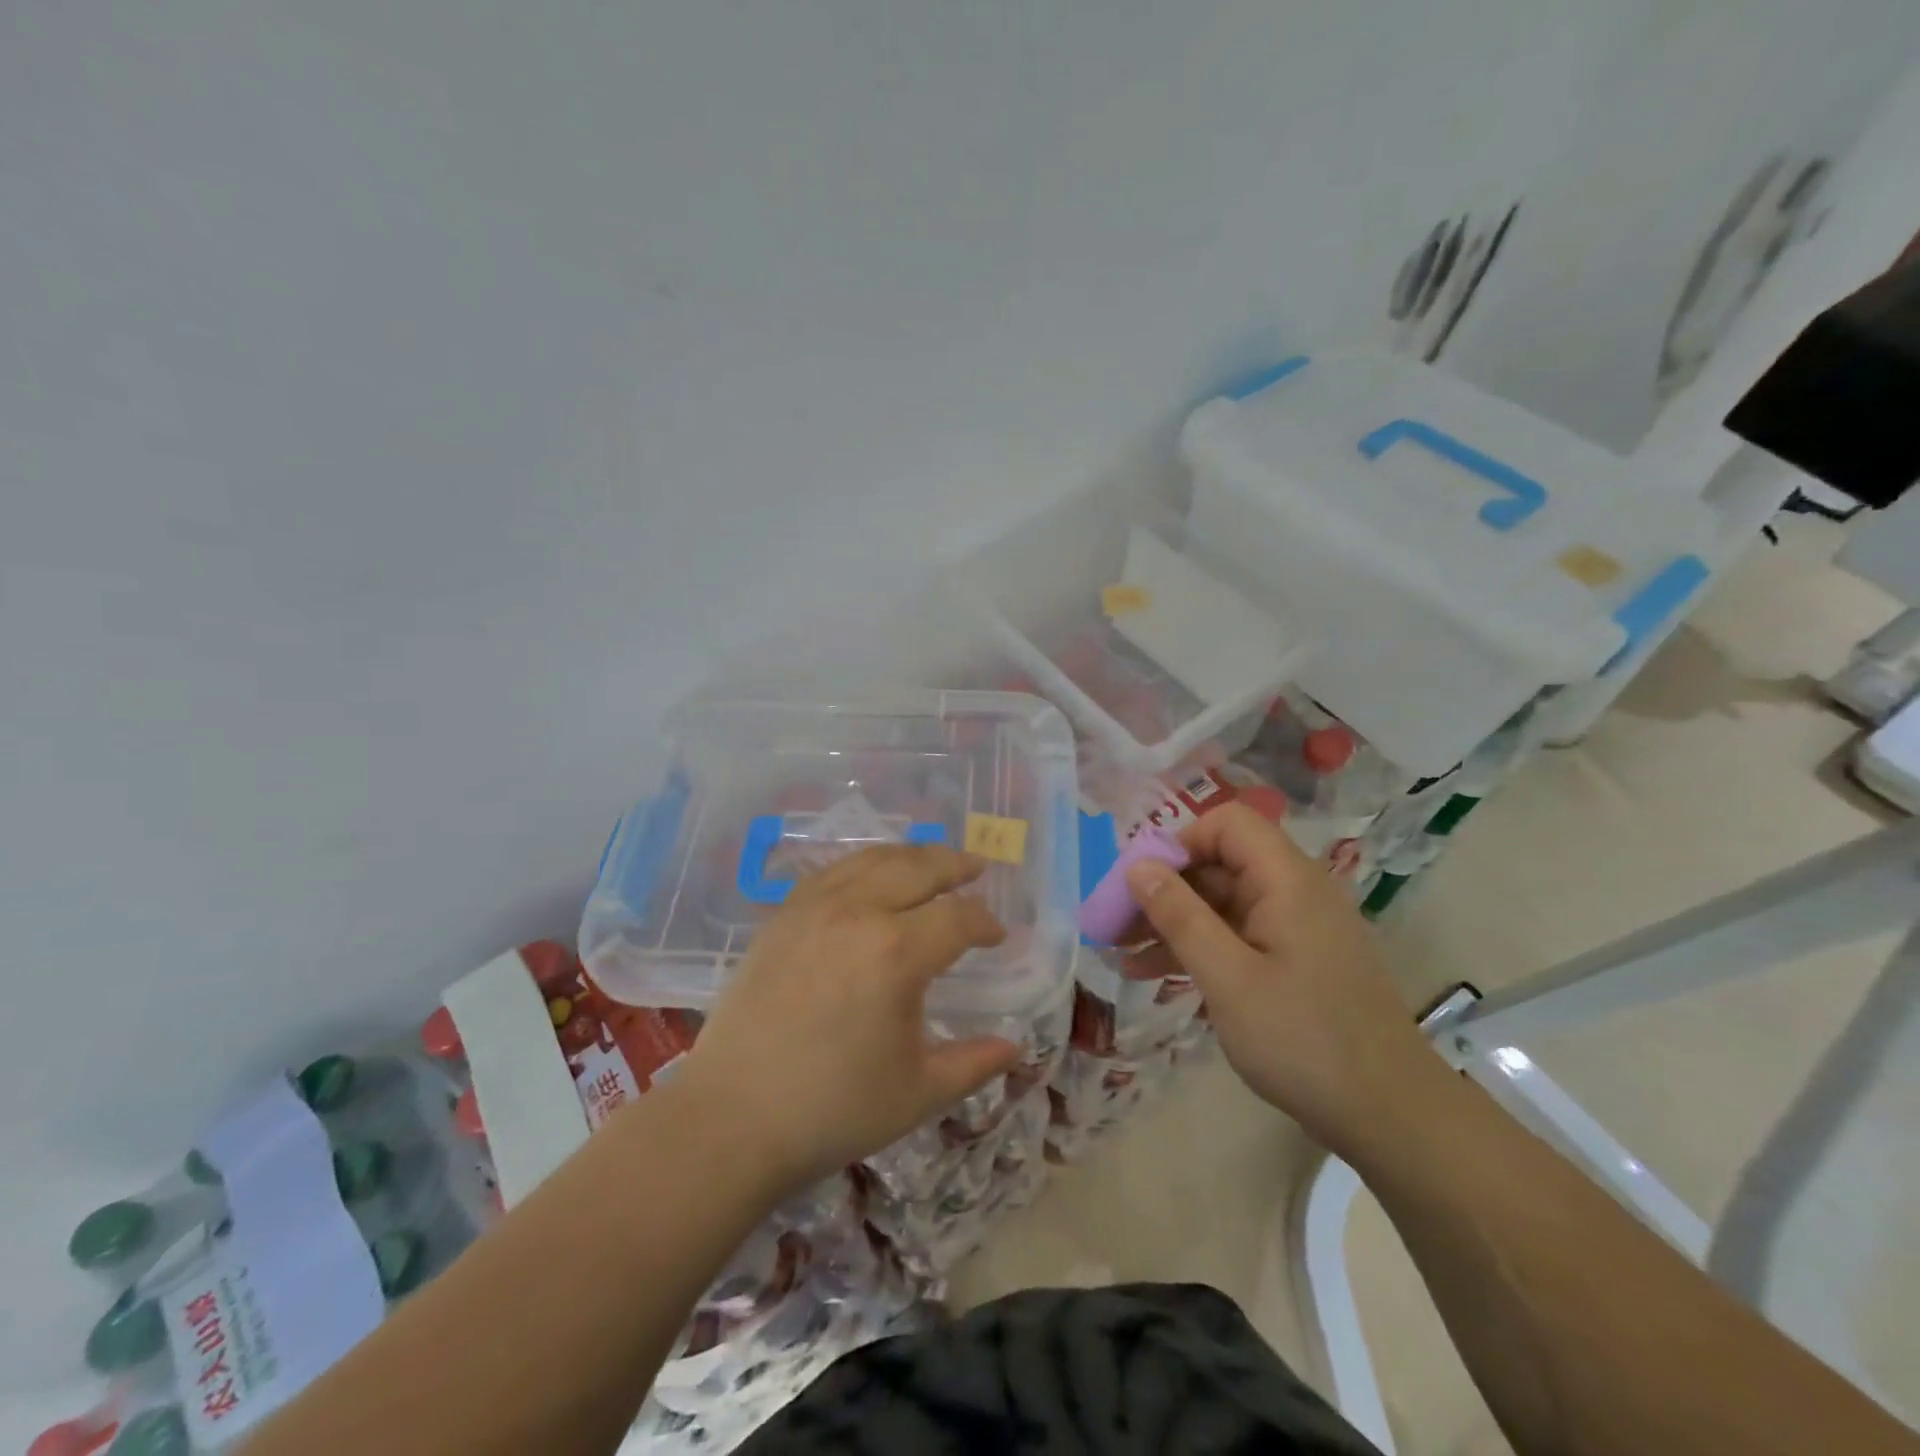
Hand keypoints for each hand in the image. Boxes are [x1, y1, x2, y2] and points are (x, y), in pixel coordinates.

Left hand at [670, 844, 1020, 1194]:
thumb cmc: (832, 1109)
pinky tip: (871, 877)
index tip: (998, 935)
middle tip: (977, 868)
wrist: (731, 1118)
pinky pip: (832, 871)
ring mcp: (812, 908)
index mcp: (896, 952)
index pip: (958, 918)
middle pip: (918, 868)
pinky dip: (864, 865)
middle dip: (955, 865)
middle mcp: (857, 912)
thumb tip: (1015, 1045)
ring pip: (873, 860)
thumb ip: (974, 1063)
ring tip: (932, 862)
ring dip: (911, 856)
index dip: (985, 923)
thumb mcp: (918, 1092)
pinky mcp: (781, 916)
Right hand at [1124, 804, 1445, 1159]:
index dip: (1178, 843)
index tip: (1139, 885)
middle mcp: (1295, 892)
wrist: (1392, 1117)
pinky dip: (1199, 947)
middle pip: (1219, 863)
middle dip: (1164, 889)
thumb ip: (1180, 916)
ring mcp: (1297, 928)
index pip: (1226, 823)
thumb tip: (1137, 865)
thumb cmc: (1303, 1040)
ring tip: (1121, 953)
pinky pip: (1238, 936)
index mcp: (1287, 880)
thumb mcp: (1228, 978)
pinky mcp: (1297, 961)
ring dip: (1173, 922)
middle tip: (1116, 925)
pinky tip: (1156, 975)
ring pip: (1223, 903)